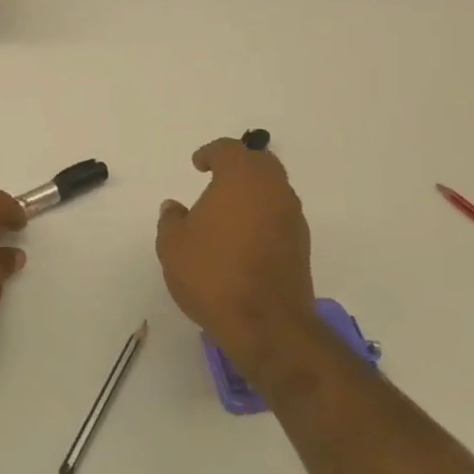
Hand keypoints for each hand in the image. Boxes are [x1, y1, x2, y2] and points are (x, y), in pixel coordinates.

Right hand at [156, 137, 320, 380]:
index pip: (230, 150)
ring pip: (274, 190)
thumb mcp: (172, 245)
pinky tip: (243, 238)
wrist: (265, 323)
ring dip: (253, 192)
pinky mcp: (302, 246)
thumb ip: (171, 220)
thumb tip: (175, 208)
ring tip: (227, 212)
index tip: (197, 165)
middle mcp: (273, 191)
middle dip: (239, 166)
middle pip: (261, 164)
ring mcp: (292, 219)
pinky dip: (263, 217)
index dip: (211, 152)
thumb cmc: (212, 273)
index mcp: (241, 179)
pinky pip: (280, 217)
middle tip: (217, 178)